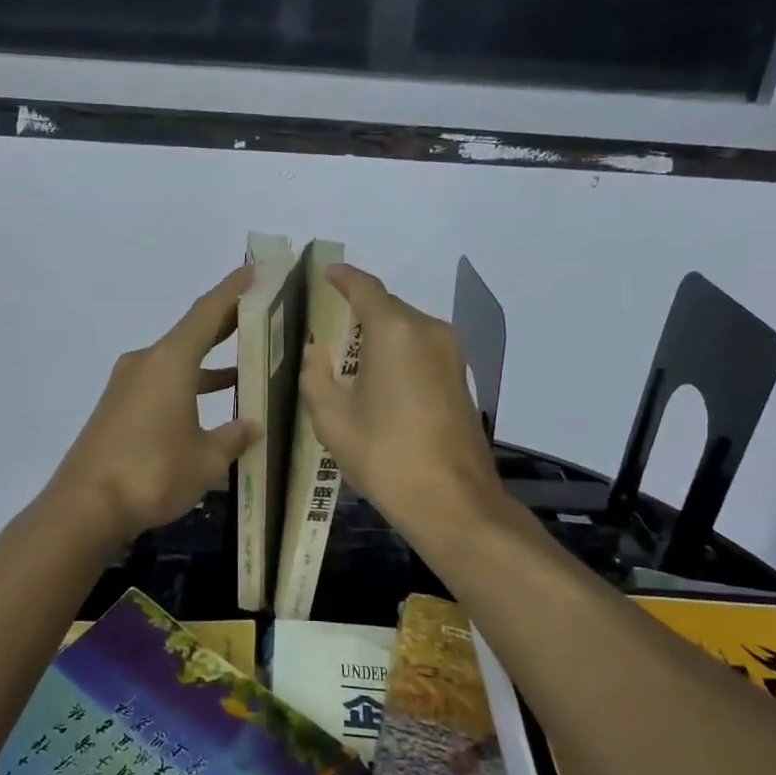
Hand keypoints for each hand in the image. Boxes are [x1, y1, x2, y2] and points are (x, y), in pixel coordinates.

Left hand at [49, 266, 260, 541]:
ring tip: (246, 364)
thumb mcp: (206, 459)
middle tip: (261, 313)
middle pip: (192, 333)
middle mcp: (147, 363)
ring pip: (177, 362)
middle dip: (226, 323)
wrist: (85, 506)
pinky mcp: (118, 408)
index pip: (208, 312)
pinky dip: (189, 387)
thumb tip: (252, 425)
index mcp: (170, 361)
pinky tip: (210, 408)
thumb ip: (233, 437)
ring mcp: (128, 386)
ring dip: (209, 362)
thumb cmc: (153, 473)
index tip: (255, 270)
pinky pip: (162, 384)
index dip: (233, 289)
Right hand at [299, 263, 509, 545]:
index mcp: (394, 331)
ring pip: (406, 330)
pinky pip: (421, 351)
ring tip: (346, 358)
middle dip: (356, 312)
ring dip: (377, 336)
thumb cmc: (386, 455)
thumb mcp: (333, 419)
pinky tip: (377, 382)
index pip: (365, 288)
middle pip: (387, 308)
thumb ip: (316, 376)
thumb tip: (316, 352)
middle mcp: (428, 331)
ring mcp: (450, 354)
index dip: (343, 277)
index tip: (325, 272)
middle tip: (325, 326)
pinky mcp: (460, 379)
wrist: (453, 502)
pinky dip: (396, 354)